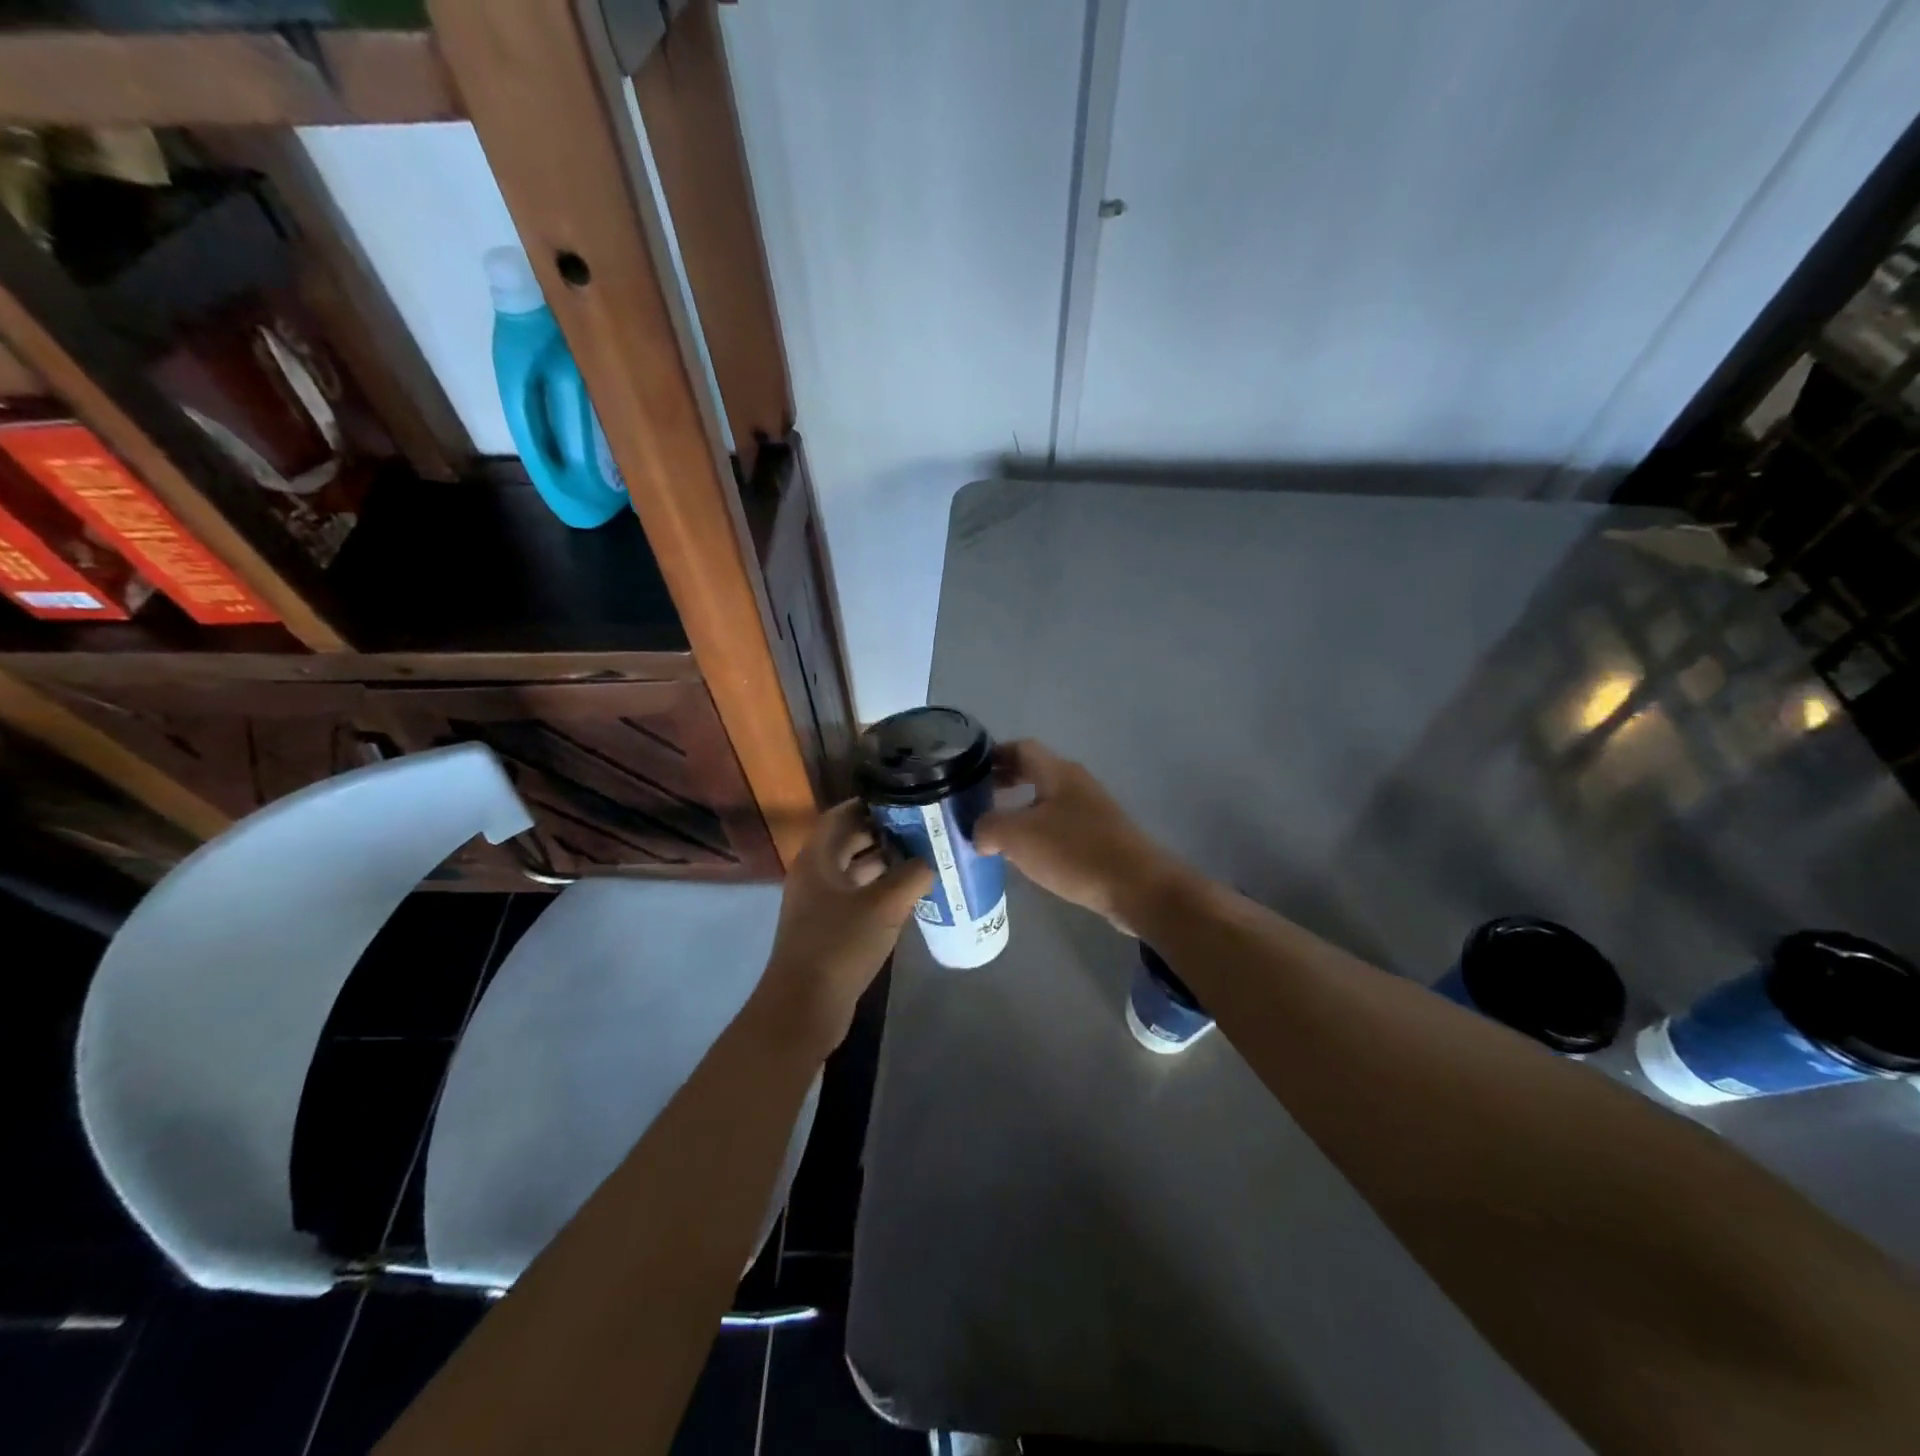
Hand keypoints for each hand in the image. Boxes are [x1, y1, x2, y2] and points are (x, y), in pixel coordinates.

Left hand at [755, 799, 933, 1057]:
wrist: (804, 1007)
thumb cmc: (840, 945)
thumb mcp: (884, 905)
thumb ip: (912, 875)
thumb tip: (931, 861)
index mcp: (817, 858)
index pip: (843, 814)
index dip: (872, 803)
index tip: (907, 799)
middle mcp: (814, 874)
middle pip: (849, 841)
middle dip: (885, 832)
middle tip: (924, 827)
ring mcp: (819, 903)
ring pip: (854, 870)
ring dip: (885, 863)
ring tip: (924, 856)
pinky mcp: (828, 928)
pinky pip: (856, 896)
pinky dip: (880, 890)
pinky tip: (910, 894)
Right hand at [973, 740, 1180, 932]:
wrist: (1136, 886)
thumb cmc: (1074, 851)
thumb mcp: (1018, 836)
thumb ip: (989, 827)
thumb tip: (980, 833)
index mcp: (1057, 772)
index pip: (1021, 748)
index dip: (993, 754)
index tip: (968, 770)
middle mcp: (1076, 783)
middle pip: (1034, 772)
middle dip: (1004, 781)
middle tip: (976, 799)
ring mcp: (1091, 810)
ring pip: (1047, 800)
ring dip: (1020, 809)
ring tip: (995, 830)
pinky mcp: (1100, 837)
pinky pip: (1060, 824)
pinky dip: (1038, 831)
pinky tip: (1026, 855)